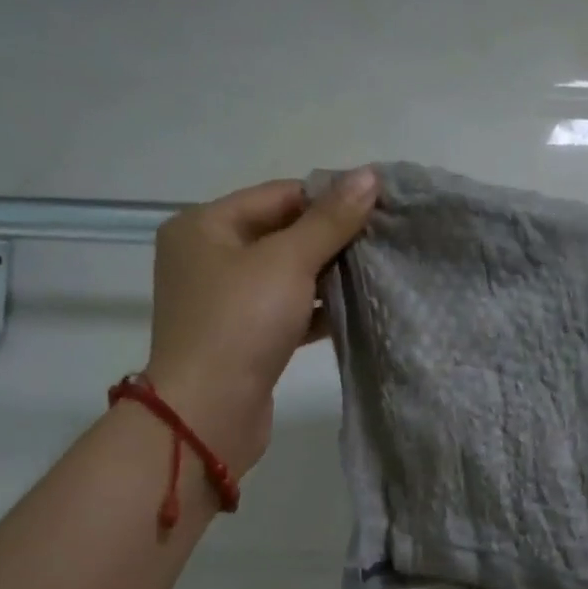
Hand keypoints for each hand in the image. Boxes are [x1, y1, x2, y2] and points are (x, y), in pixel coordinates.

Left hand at [143, 168, 378, 474]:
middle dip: (331, 238)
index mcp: (204, 226)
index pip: (277, 195)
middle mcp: (209, 258)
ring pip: (286, 276)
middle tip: (382, 238)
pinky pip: (286, 311)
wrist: (208, 413)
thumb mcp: (287, 262)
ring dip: (328, 275)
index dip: (327, 197)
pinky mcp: (244, 338)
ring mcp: (225, 302)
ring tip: (377, 270)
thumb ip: (329, 221)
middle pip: (281, 234)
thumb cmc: (240, 323)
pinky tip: (356, 307)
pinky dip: (316, 309)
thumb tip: (368, 176)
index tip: (377, 205)